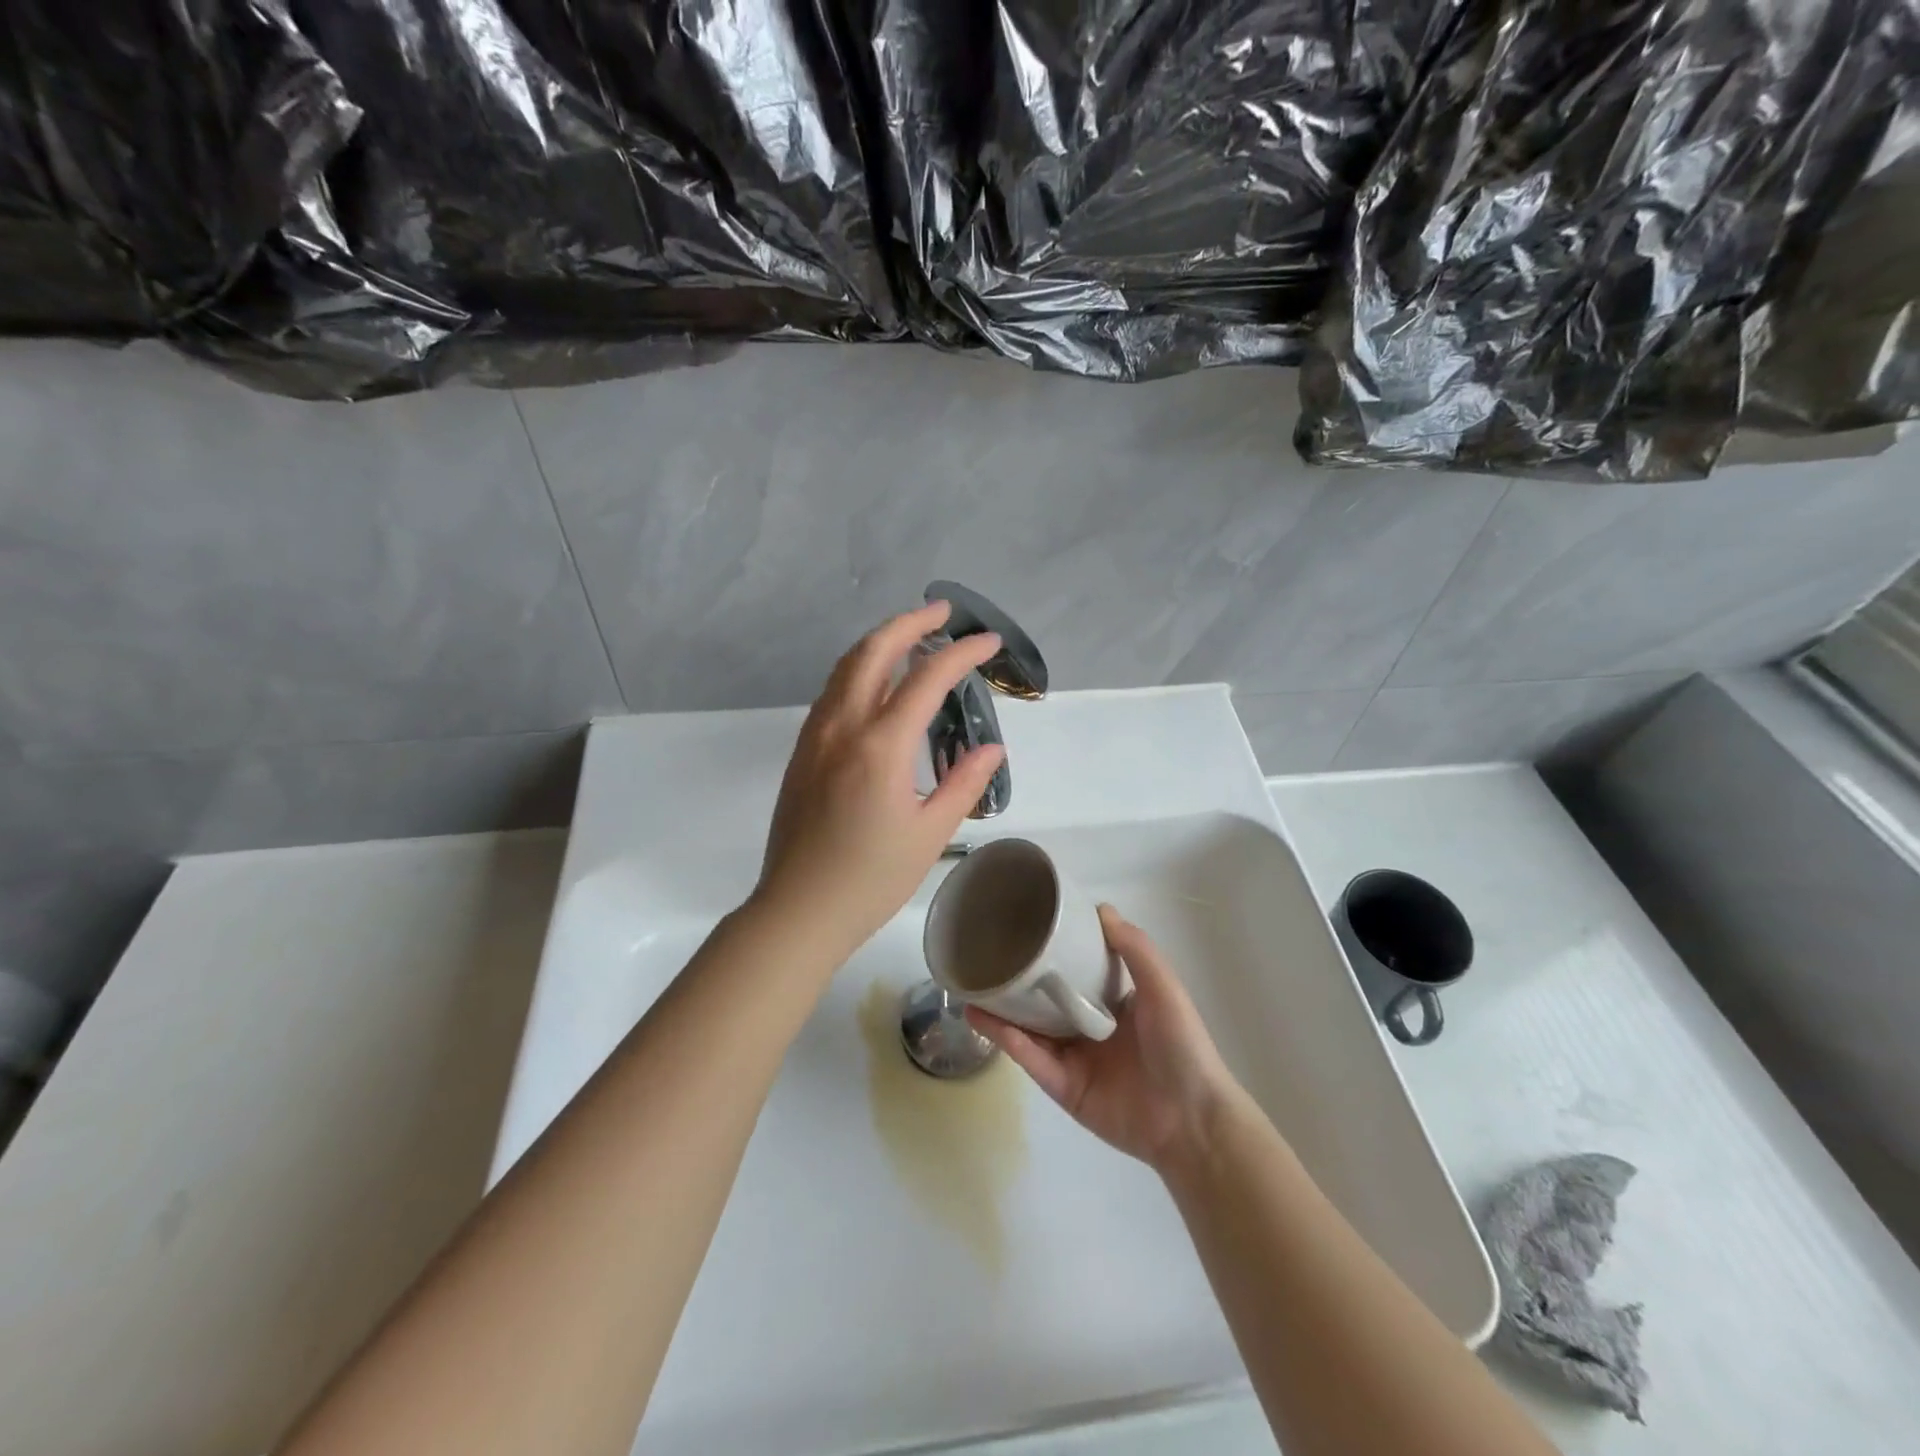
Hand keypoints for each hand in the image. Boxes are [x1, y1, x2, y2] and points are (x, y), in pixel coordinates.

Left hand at [753, 601, 1007, 962]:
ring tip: (913, 636)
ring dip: (880, 641)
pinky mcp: (802, 751)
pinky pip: (832, 692)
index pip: (926, 679)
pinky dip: (859, 669)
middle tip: (942, 613)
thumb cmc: (871, 879)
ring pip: (846, 667)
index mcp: (880, 746)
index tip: (988, 641)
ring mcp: (815, 736)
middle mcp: (842, 727)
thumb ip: (964, 784)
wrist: (798, 910)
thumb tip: (991, 748)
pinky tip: (877, 682)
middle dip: (910, 622)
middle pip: (873, 651)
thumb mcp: (930, 834)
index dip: (962, 654)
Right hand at [968, 906, 1240, 1172]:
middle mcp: (1090, 1029)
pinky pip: (1032, 1060)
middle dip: (1018, 982)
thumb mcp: (1163, 987)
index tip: (1025, 928)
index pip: (1076, 972)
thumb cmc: (1181, 1045)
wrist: (1191, 1120)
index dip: (1053, 952)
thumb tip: (1100, 908)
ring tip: (971, 988)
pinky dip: (1008, 1040)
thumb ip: (1134, 949)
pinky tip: (984, 1019)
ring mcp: (1074, 1060)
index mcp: (1114, 1004)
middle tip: (986, 958)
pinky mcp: (1063, 1089)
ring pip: (1029, 1030)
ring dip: (1001, 1011)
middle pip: (1045, 1001)